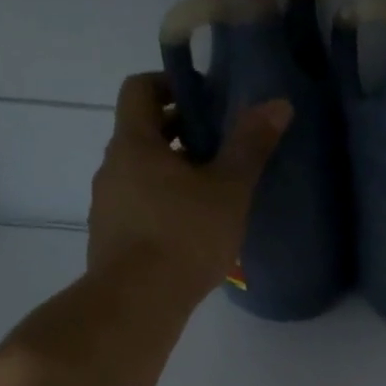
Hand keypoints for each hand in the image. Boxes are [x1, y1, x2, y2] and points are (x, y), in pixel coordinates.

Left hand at [87, 72, 290, 296]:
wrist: (138, 301)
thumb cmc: (185, 235)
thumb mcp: (228, 188)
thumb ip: (251, 145)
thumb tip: (277, 103)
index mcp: (135, 144)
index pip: (140, 89)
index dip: (171, 85)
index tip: (206, 99)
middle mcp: (112, 166)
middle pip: (142, 131)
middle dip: (181, 131)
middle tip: (222, 146)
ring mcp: (108, 203)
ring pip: (142, 170)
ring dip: (174, 169)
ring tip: (214, 191)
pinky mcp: (111, 235)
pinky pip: (139, 202)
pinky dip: (164, 201)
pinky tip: (194, 227)